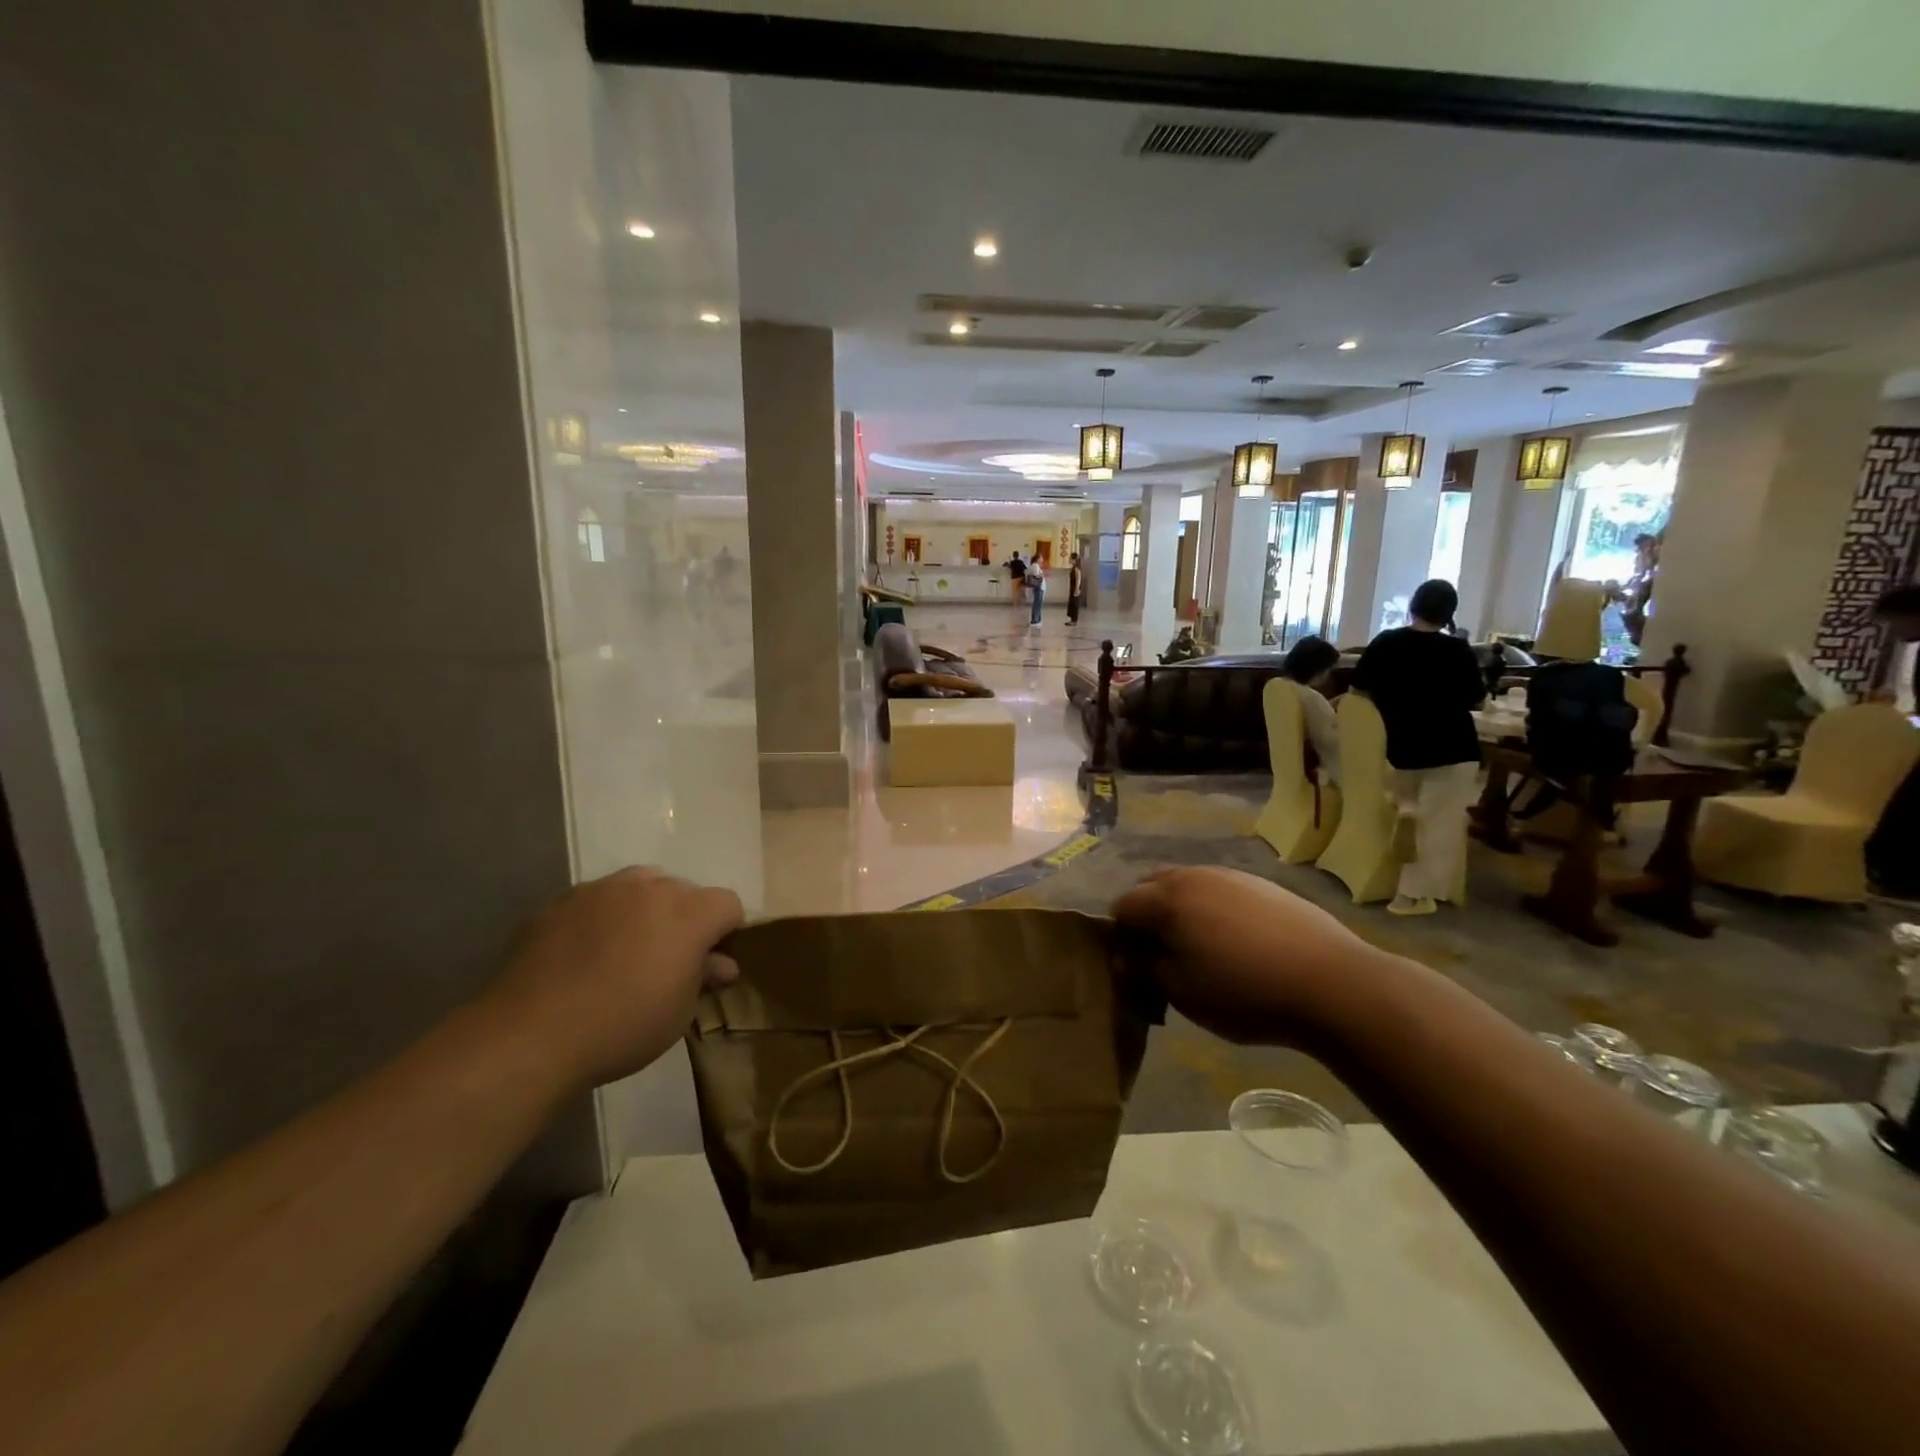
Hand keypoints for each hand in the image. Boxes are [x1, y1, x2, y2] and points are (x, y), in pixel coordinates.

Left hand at [486, 867, 743, 1089]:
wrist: (529, 1035)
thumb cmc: (621, 1027)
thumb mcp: (678, 1013)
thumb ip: (703, 978)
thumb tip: (721, 965)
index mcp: (688, 913)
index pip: (728, 904)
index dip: (726, 932)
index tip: (710, 963)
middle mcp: (650, 888)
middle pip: (684, 890)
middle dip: (684, 919)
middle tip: (667, 960)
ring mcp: (602, 889)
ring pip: (639, 886)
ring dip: (644, 910)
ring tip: (625, 951)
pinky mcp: (561, 901)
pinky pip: (596, 900)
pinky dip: (601, 918)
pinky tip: (582, 956)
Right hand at [1113, 867, 1393, 1043]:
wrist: (1332, 982)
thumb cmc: (1245, 992)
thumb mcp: (1182, 994)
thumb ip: (1145, 971)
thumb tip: (1128, 958)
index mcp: (1167, 899)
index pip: (1122, 907)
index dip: (1121, 938)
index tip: (1138, 969)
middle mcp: (1194, 876)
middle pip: (1152, 888)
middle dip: (1150, 919)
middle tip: (1165, 958)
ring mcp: (1232, 876)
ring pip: (1189, 888)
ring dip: (1184, 914)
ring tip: (1205, 953)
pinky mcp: (1264, 885)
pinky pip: (1222, 893)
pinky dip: (1216, 913)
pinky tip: (1240, 946)